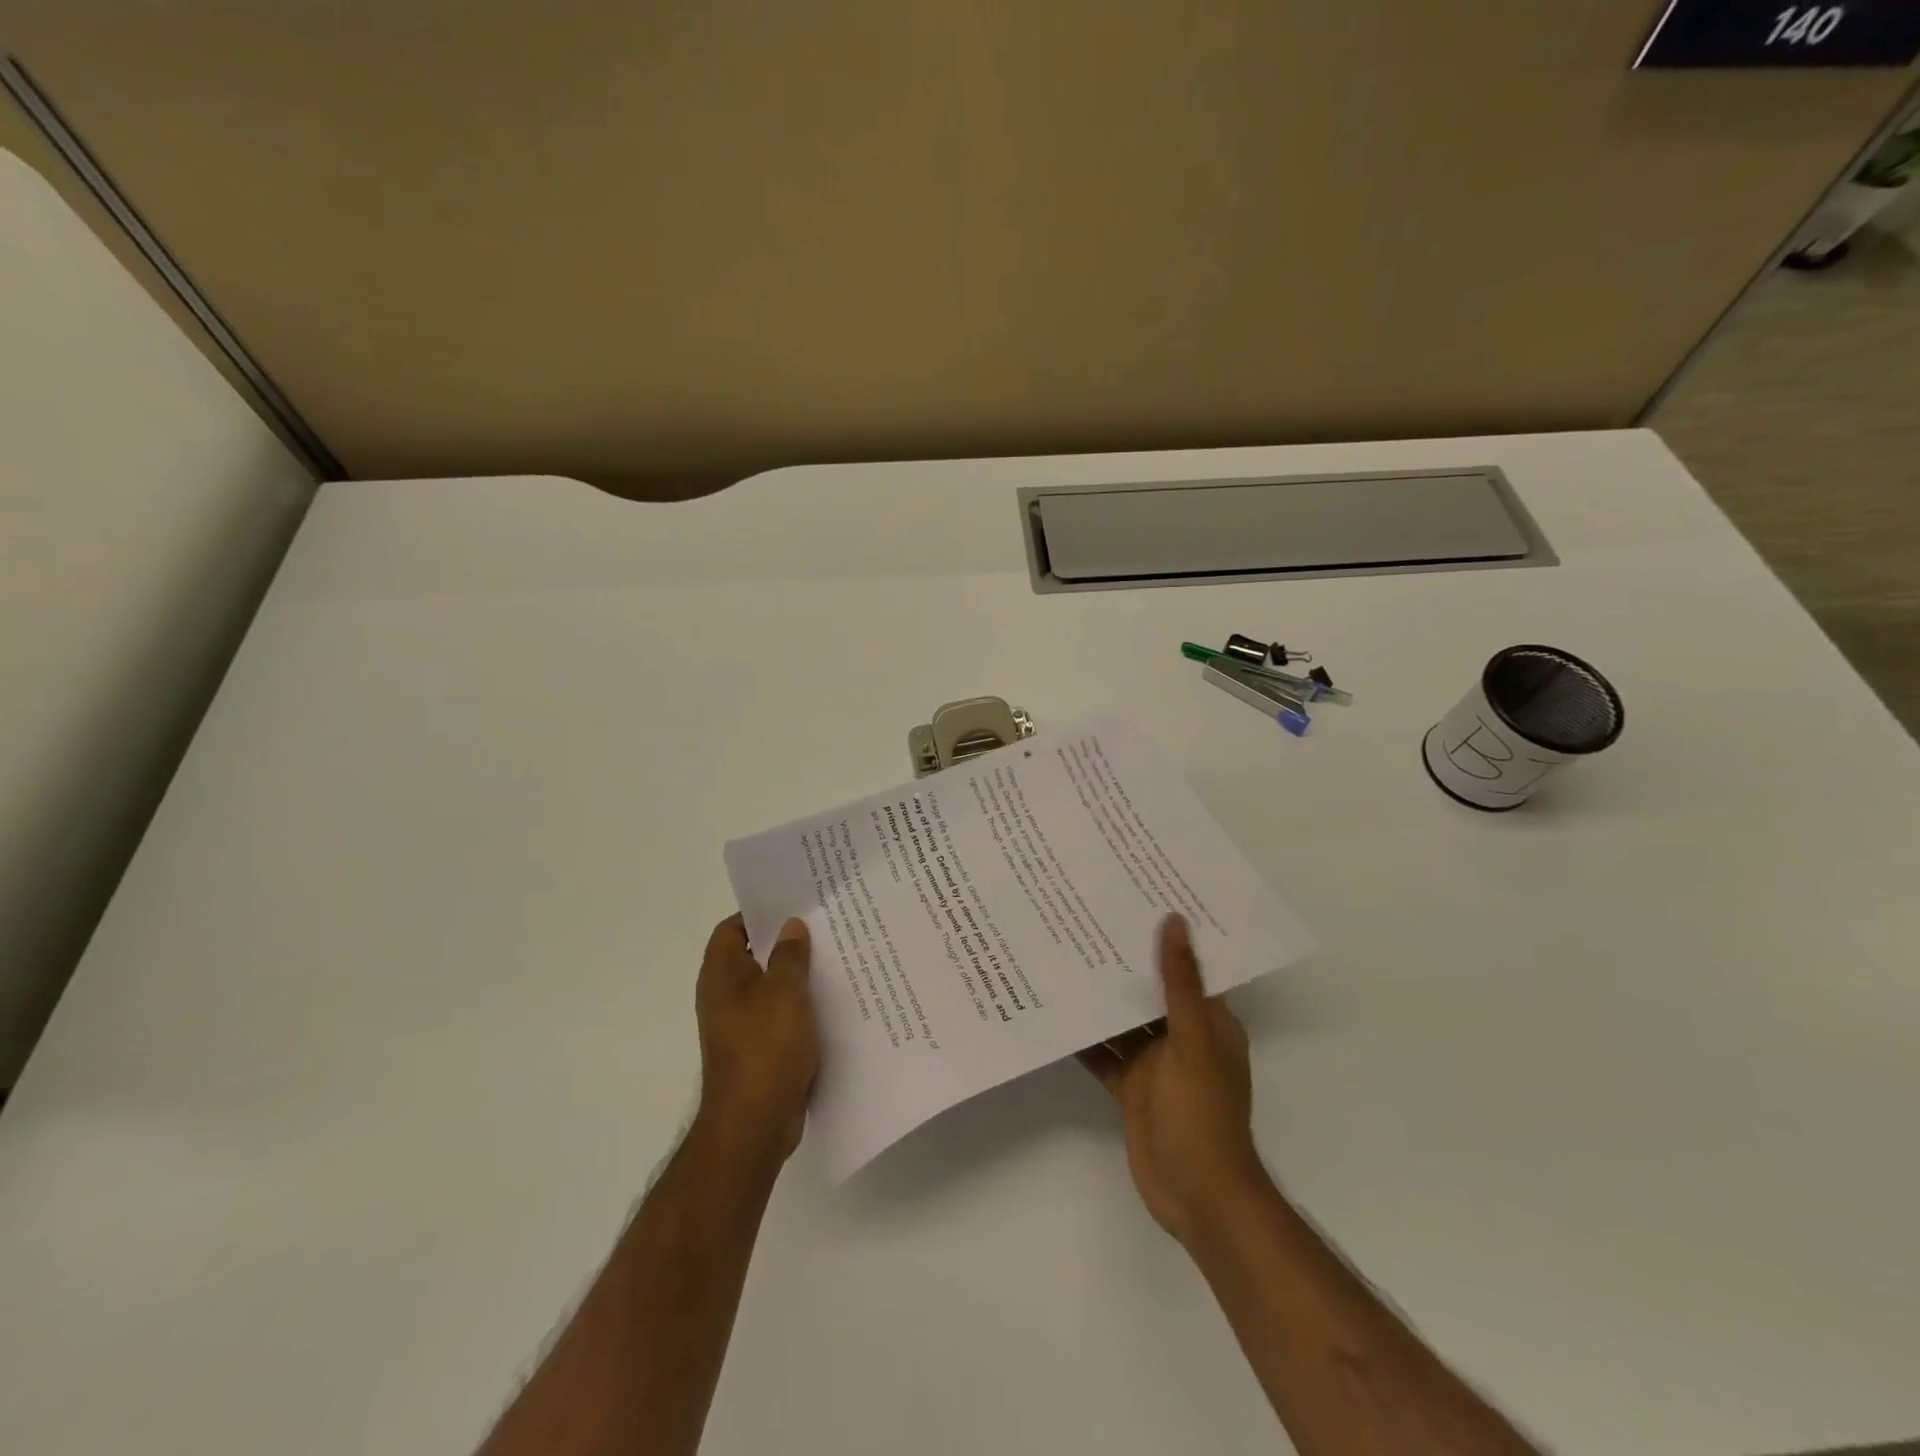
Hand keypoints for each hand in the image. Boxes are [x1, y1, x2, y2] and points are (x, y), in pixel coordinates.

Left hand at [694, 914, 819, 1166]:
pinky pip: (780, 1016)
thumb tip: (790, 926)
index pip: (731, 928)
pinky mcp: (758, 1050)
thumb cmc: (765, 1048)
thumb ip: (790, 955)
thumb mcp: (784, 992)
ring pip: (770, 987)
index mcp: (721, 975)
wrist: (753, 1124)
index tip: (792, 904)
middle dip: (785, 942)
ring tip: (835, 958)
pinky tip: (831, 1003)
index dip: (758, 913)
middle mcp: (725, 996)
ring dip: (796, 976)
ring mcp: (740, 1025)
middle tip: (823, 926)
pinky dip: (800, 1007)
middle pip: (752, 956)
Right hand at [1080, 914, 1268, 1244]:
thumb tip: (1174, 921)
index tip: (1137, 898)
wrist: (1196, 1195)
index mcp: (1209, 1020)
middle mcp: (1182, 1035)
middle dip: (1125, 961)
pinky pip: (1104, 1051)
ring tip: (1063, 952)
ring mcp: (1154, 1062)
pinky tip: (1056, 1010)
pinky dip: (1085, 1035)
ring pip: (1124, 1018)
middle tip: (1086, 917)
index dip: (1168, 935)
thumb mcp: (1194, 1039)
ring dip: (1102, 995)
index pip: (1189, 966)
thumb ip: (1179, 982)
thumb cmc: (1203, 1112)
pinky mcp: (1130, 1085)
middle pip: (1151, 989)